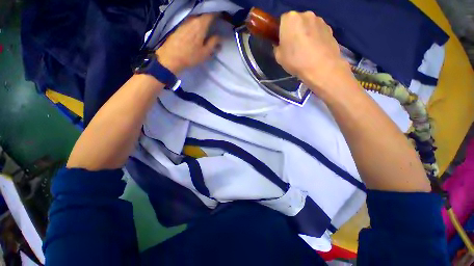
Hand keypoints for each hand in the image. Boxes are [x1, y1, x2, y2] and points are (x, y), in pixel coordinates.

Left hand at [156, 13, 220, 74]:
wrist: (171, 57)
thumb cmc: (190, 56)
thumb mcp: (205, 52)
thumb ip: (213, 43)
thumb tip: (220, 37)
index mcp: (200, 24)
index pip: (211, 14)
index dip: (217, 14)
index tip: (222, 17)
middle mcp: (192, 19)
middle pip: (203, 14)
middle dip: (210, 17)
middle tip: (215, 24)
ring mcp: (185, 22)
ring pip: (197, 18)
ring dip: (202, 21)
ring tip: (207, 27)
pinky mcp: (180, 26)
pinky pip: (191, 21)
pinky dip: (196, 24)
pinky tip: (197, 31)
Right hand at [274, 11, 353, 95]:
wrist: (321, 67)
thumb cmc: (296, 61)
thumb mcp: (278, 57)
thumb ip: (277, 47)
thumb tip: (281, 44)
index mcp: (290, 19)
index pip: (282, 20)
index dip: (281, 31)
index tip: (283, 42)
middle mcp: (305, 14)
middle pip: (296, 21)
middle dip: (294, 31)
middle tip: (293, 46)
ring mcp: (319, 20)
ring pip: (308, 25)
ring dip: (305, 33)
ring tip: (306, 50)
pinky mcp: (329, 27)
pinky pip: (318, 31)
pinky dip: (315, 37)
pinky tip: (315, 50)